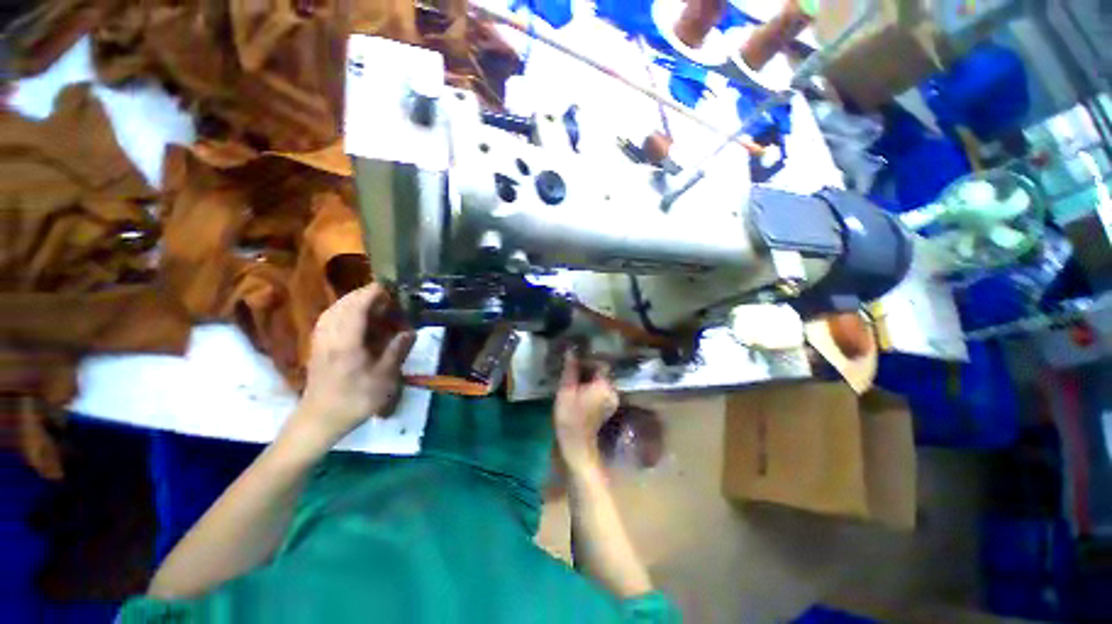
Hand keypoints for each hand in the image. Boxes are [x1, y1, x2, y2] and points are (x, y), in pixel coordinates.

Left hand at [291, 284, 415, 445]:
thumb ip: (396, 351)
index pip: (357, 308)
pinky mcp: (316, 348)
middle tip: (382, 292)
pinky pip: (326, 320)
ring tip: (368, 300)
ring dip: (349, 301)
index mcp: (347, 342)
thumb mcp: (383, 378)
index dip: (371, 293)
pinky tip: (348, 316)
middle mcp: (330, 336)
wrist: (319, 420)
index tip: (387, 285)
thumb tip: (409, 332)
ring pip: (331, 311)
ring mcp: (320, 341)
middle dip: (361, 294)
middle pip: (342, 305)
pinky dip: (339, 311)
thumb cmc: (354, 400)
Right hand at [554, 352, 619, 472]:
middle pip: (601, 372)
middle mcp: (613, 390)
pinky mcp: (608, 406)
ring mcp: (612, 399)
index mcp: (604, 385)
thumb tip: (571, 350)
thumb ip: (570, 369)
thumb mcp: (566, 390)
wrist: (576, 445)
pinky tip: (579, 386)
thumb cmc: (570, 416)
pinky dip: (591, 385)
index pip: (600, 363)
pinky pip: (601, 389)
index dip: (587, 358)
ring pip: (600, 380)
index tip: (575, 355)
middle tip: (572, 364)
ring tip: (574, 373)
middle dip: (588, 367)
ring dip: (589, 376)